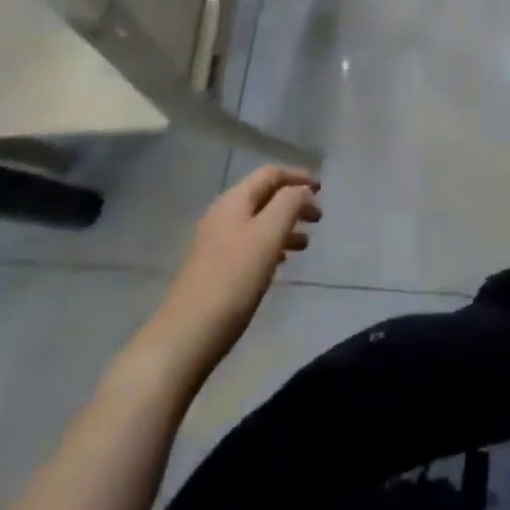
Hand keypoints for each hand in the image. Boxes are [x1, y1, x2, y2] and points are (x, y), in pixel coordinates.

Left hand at [130, 165, 320, 383]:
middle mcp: (222, 215)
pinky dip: (271, 245)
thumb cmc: (233, 279)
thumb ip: (289, 204)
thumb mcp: (268, 235)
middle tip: (318, 218)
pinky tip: (281, 262)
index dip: (297, 176)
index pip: (270, 174)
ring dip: (284, 225)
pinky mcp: (215, 268)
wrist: (187, 335)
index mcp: (233, 201)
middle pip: (264, 196)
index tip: (322, 189)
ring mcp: (216, 243)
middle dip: (293, 202)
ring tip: (306, 243)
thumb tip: (303, 191)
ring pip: (258, 222)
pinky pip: (250, 244)